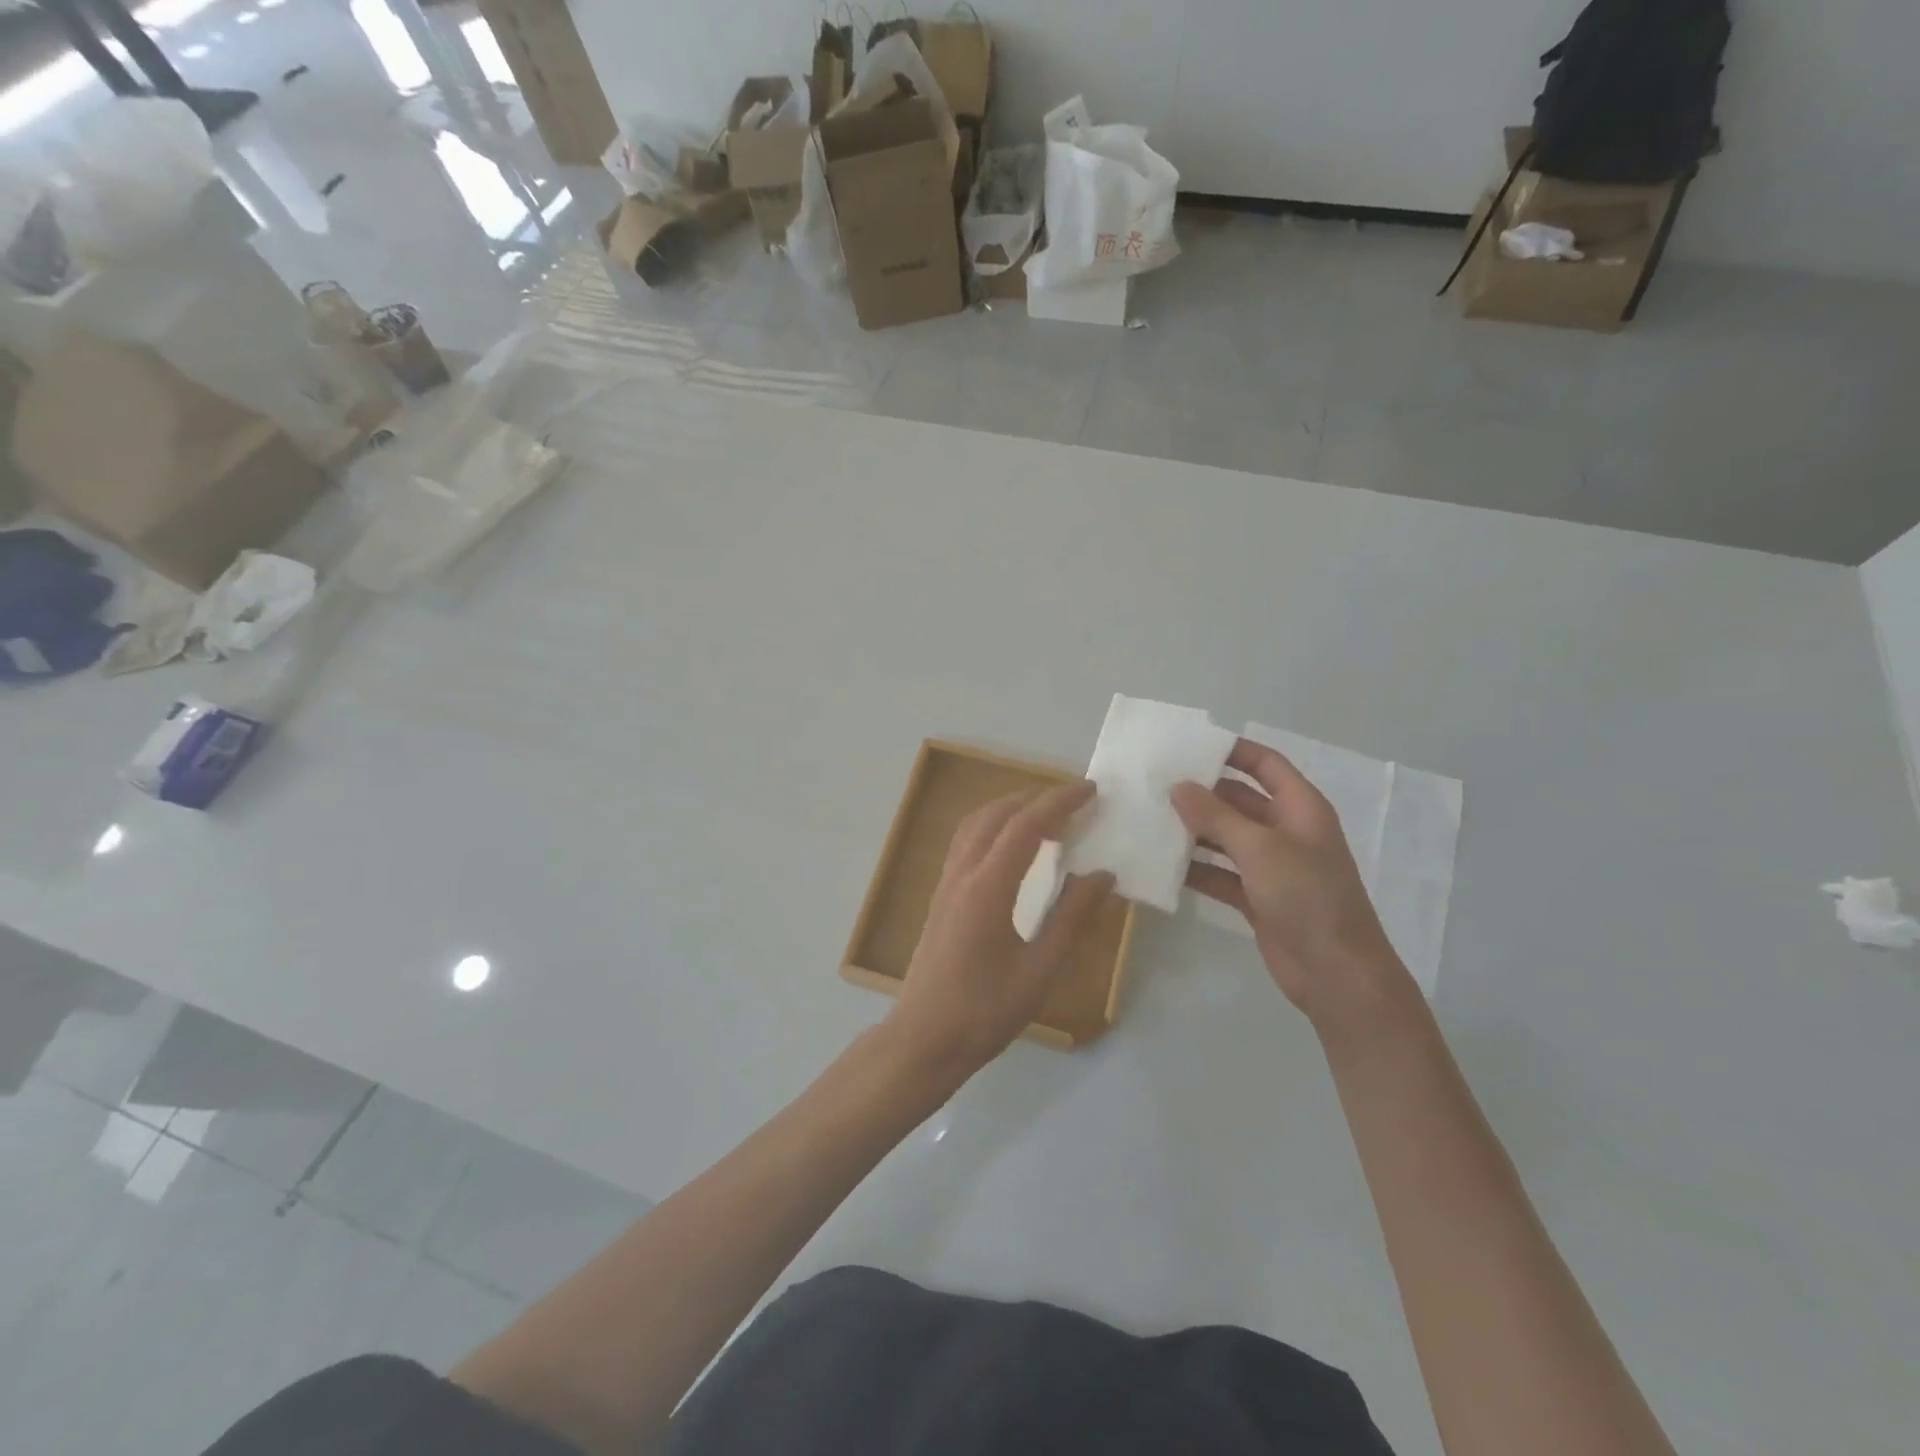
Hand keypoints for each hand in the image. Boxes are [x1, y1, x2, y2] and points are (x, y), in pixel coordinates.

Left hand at [889, 782, 1115, 1075]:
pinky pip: (965, 842)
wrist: (924, 1039)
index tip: (1090, 791)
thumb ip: (1071, 918)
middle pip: (997, 815)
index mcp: (988, 888)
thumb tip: (1102, 875)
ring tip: (1045, 816)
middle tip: (1073, 802)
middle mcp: (962, 875)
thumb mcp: (1040, 970)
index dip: (1060, 802)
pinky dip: (991, 827)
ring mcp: (946, 884)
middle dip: (1036, 798)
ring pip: (975, 824)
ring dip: (1009, 808)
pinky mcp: (940, 897)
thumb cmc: (985, 1011)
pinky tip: (1010, 847)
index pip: (1026, 826)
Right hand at [1172, 739, 1410, 1026]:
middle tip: (1156, 785)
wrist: (1336, 973)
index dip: (1233, 751)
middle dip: (1202, 794)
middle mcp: (1286, 832)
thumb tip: (1178, 786)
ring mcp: (1272, 867)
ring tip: (1150, 821)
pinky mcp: (1258, 897)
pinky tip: (1163, 865)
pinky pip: (1221, 874)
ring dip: (1194, 832)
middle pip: (1240, 801)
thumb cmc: (1307, 897)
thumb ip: (1216, 816)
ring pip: (1226, 838)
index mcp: (1300, 808)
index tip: (1189, 745)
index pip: (1266, 765)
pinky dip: (1197, 869)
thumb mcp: (1259, 849)